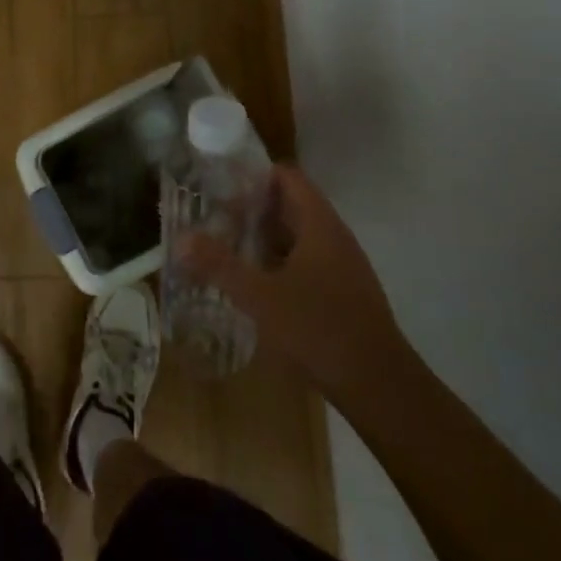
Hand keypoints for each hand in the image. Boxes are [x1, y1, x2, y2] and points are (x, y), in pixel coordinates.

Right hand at [182, 163, 412, 402]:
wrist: (380, 387)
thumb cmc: (319, 329)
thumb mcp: (260, 296)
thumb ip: (220, 265)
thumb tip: (181, 239)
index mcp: (319, 225)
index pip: (287, 177)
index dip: (253, 174)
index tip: (218, 182)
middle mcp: (334, 238)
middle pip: (289, 206)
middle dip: (250, 208)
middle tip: (210, 214)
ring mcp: (341, 267)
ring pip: (295, 237)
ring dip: (261, 238)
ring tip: (223, 245)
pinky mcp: (341, 294)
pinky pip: (303, 263)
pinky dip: (276, 263)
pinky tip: (252, 283)